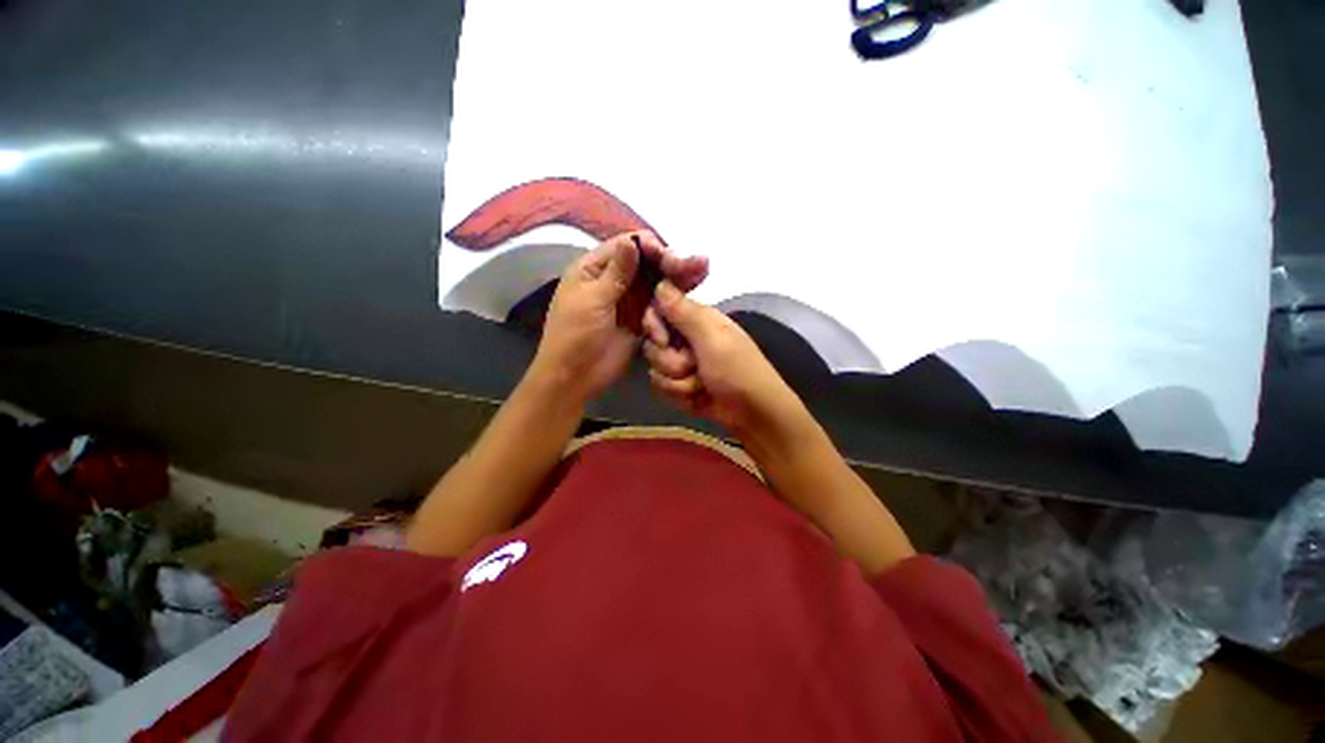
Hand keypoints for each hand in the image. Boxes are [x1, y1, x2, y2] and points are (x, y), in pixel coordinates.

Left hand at [532, 232, 706, 405]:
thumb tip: (632, 240)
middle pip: (645, 262)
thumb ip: (616, 272)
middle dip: (669, 261)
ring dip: (676, 277)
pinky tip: (691, 291)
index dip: (649, 246)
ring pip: (655, 282)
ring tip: (701, 270)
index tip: (668, 255)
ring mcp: (628, 300)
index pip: (626, 246)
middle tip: (696, 264)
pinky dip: (673, 299)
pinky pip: (659, 304)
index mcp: (594, 268)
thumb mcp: (593, 300)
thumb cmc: (575, 335)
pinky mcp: (640, 320)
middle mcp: (614, 279)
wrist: (574, 376)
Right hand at [643, 282, 805, 440]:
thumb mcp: (711, 337)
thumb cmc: (737, 369)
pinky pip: (662, 388)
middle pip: (652, 345)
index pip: (656, 311)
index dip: (654, 326)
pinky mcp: (680, 386)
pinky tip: (698, 398)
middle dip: (671, 362)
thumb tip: (660, 283)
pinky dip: (680, 396)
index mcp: (696, 319)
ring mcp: (682, 365)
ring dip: (678, 383)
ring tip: (701, 386)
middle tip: (694, 366)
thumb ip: (683, 311)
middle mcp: (685, 339)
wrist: (753, 412)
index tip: (663, 339)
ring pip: (656, 370)